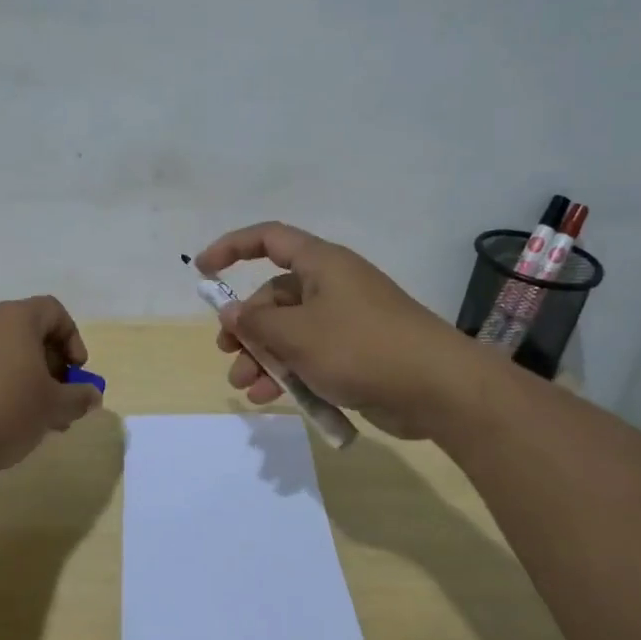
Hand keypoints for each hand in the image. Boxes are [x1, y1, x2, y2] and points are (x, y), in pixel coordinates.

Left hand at [0, 296, 102, 475]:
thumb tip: (91, 396)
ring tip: (37, 418)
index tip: (76, 373)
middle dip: (52, 366)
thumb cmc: (5, 410)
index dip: (73, 339)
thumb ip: (79, 397)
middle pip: (30, 333)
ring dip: (28, 380)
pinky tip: (6, 421)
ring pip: (7, 354)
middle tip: (60, 400)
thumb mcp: (53, 406)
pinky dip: (2, 386)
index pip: (54, 311)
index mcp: (16, 318)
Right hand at [192, 223, 475, 438]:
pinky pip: (311, 355)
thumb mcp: (298, 335)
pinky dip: (290, 373)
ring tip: (245, 387)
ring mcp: (346, 321)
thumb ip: (256, 324)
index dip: (232, 248)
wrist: (438, 388)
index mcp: (321, 264)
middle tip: (228, 355)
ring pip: (290, 332)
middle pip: (275, 297)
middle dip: (247, 328)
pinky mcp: (356, 353)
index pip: (269, 239)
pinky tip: (273, 400)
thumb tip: (232, 315)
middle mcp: (332, 286)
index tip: (203, 270)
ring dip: (263, 358)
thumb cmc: (361, 347)